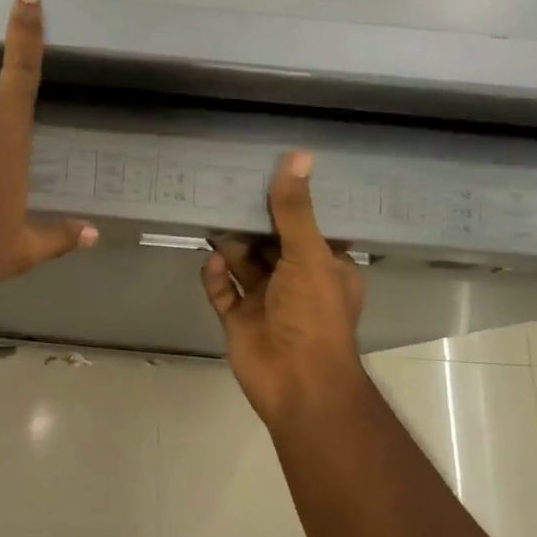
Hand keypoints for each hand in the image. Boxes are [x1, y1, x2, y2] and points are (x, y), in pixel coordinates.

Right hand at [201, 152, 367, 428]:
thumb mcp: (308, 254)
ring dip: (231, 246)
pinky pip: (223, 291)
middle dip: (253, 222)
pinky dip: (216, 276)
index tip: (269, 172)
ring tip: (211, 214)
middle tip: (227, 186)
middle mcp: (297, 281)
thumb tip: (297, 156)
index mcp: (326, 267)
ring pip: (245, 265)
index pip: (310, 227)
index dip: (292, 203)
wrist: (295, 381)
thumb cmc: (312, 314)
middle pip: (272, 243)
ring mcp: (266, 302)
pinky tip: (210, 260)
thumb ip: (295, 209)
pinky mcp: (240, 319)